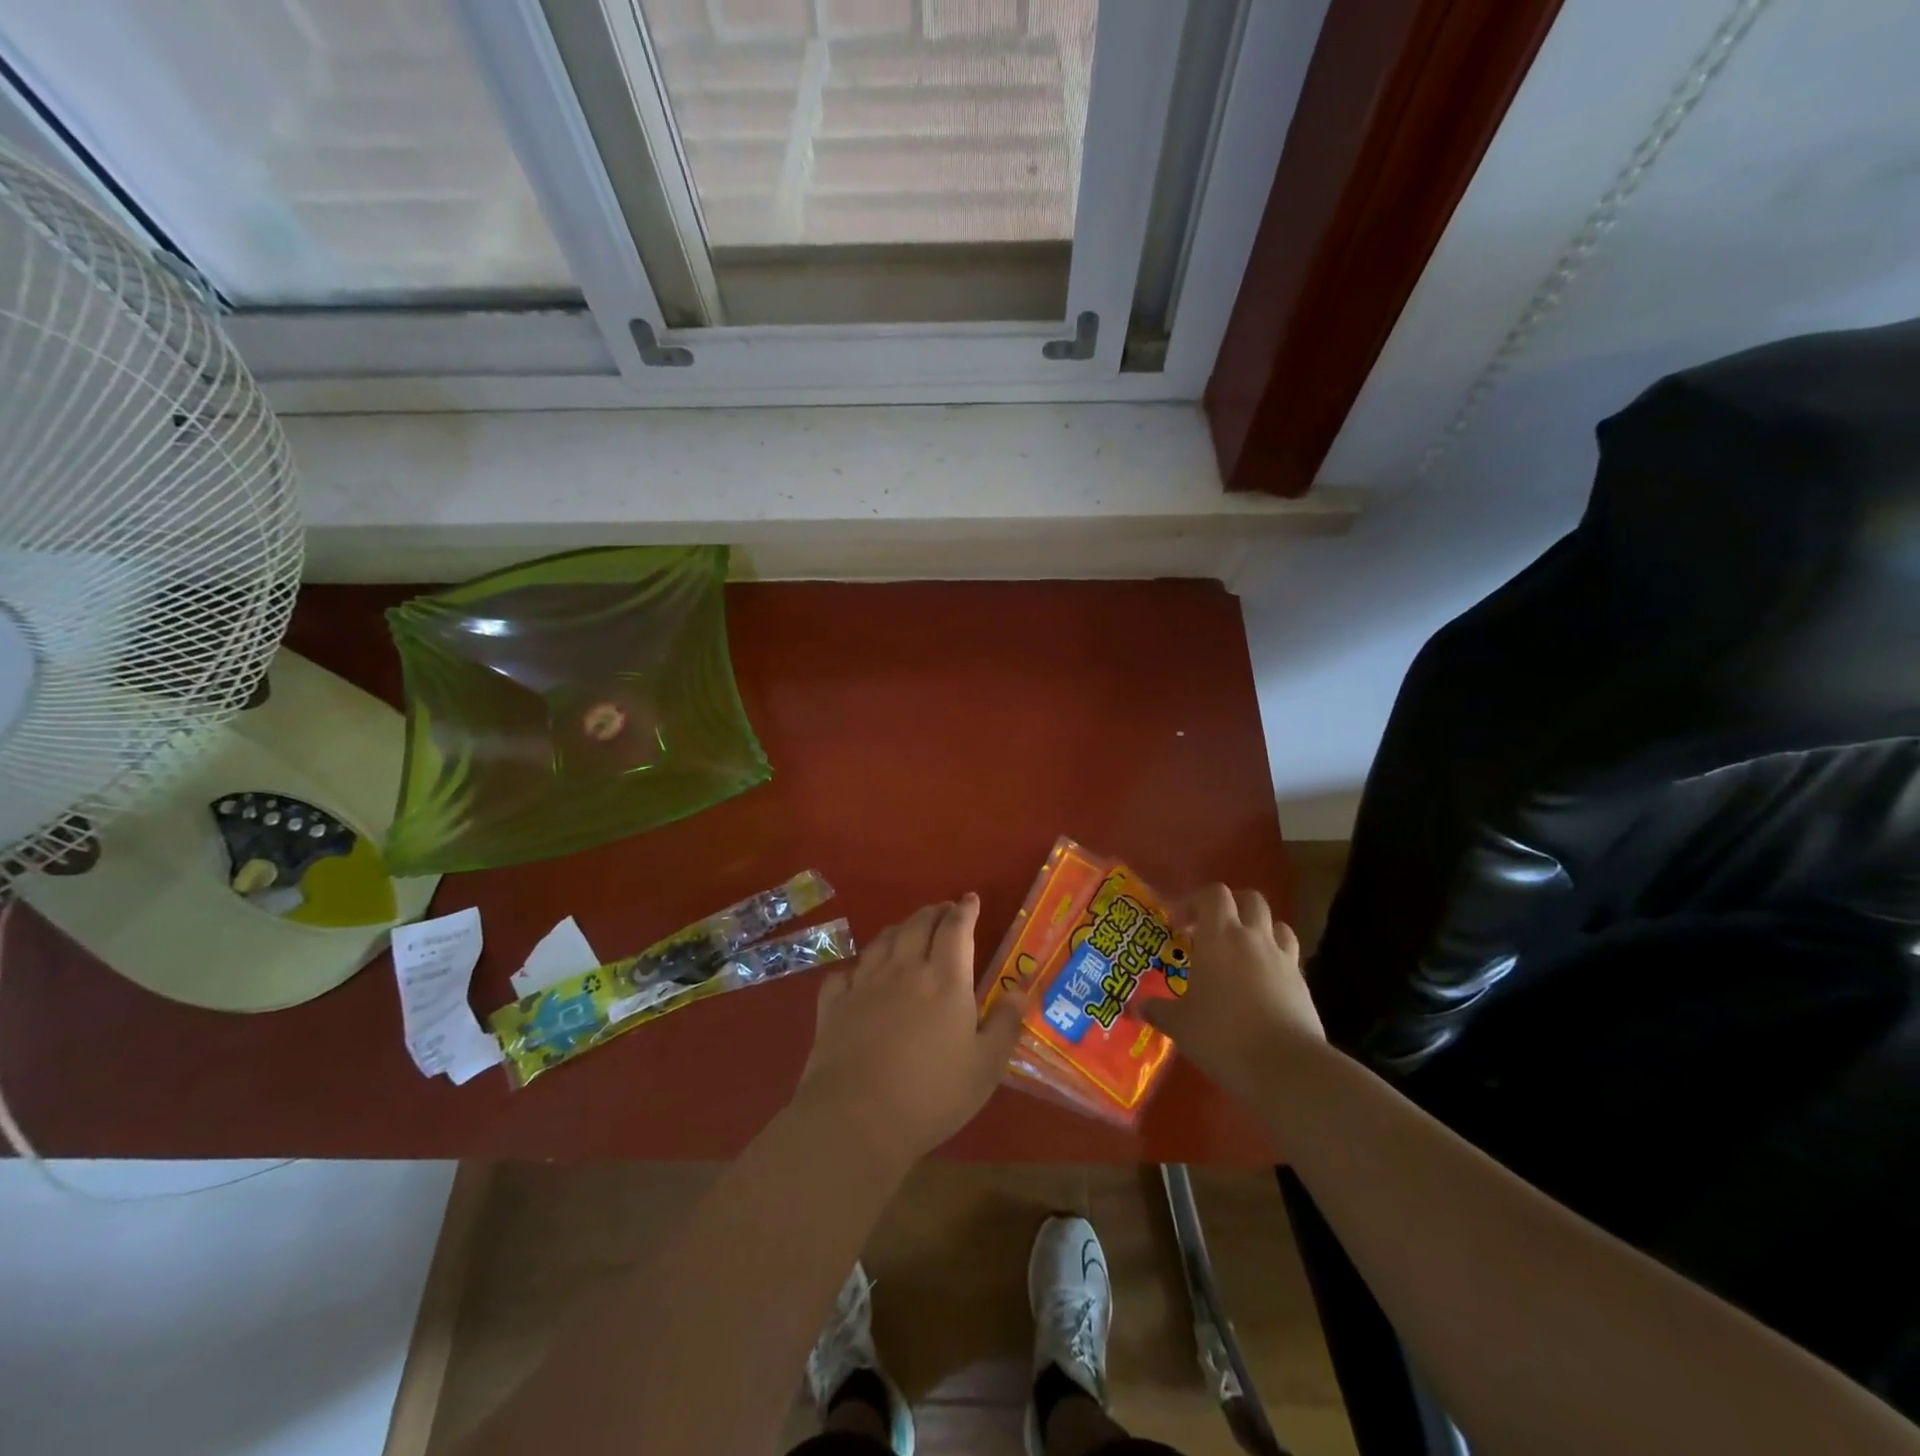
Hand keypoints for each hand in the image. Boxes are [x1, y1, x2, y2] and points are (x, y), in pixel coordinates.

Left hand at [791, 895, 1026, 1166]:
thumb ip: (1005, 1024)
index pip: (956, 929)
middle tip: (944, 911)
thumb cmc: (931, 1095)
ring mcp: (864, 984)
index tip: (970, 900)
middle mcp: (904, 970)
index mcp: (945, 979)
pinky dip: (856, 967)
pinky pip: (845, 973)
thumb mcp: (985, 1067)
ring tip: (907, 930)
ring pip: (882, 941)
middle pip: (918, 925)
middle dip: (934, 912)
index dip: (964, 910)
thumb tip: (1021, 990)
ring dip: (899, 929)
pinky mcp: (834, 1005)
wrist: (856, 1118)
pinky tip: (859, 974)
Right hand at [1142, 885, 1322, 1098]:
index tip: (1179, 925)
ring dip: (1259, 930)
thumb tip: (1136, 1007)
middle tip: (1212, 930)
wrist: (1286, 1067)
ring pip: (1276, 925)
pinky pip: (1289, 957)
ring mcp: (1283, 959)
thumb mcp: (1180, 1025)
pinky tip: (1262, 985)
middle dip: (1232, 907)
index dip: (1194, 902)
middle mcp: (1253, 938)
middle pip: (1250, 899)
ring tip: (1242, 953)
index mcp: (1219, 937)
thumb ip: (1158, 1011)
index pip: (1213, 894)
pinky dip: (1275, 960)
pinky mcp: (1303, 983)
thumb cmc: (1223, 1036)